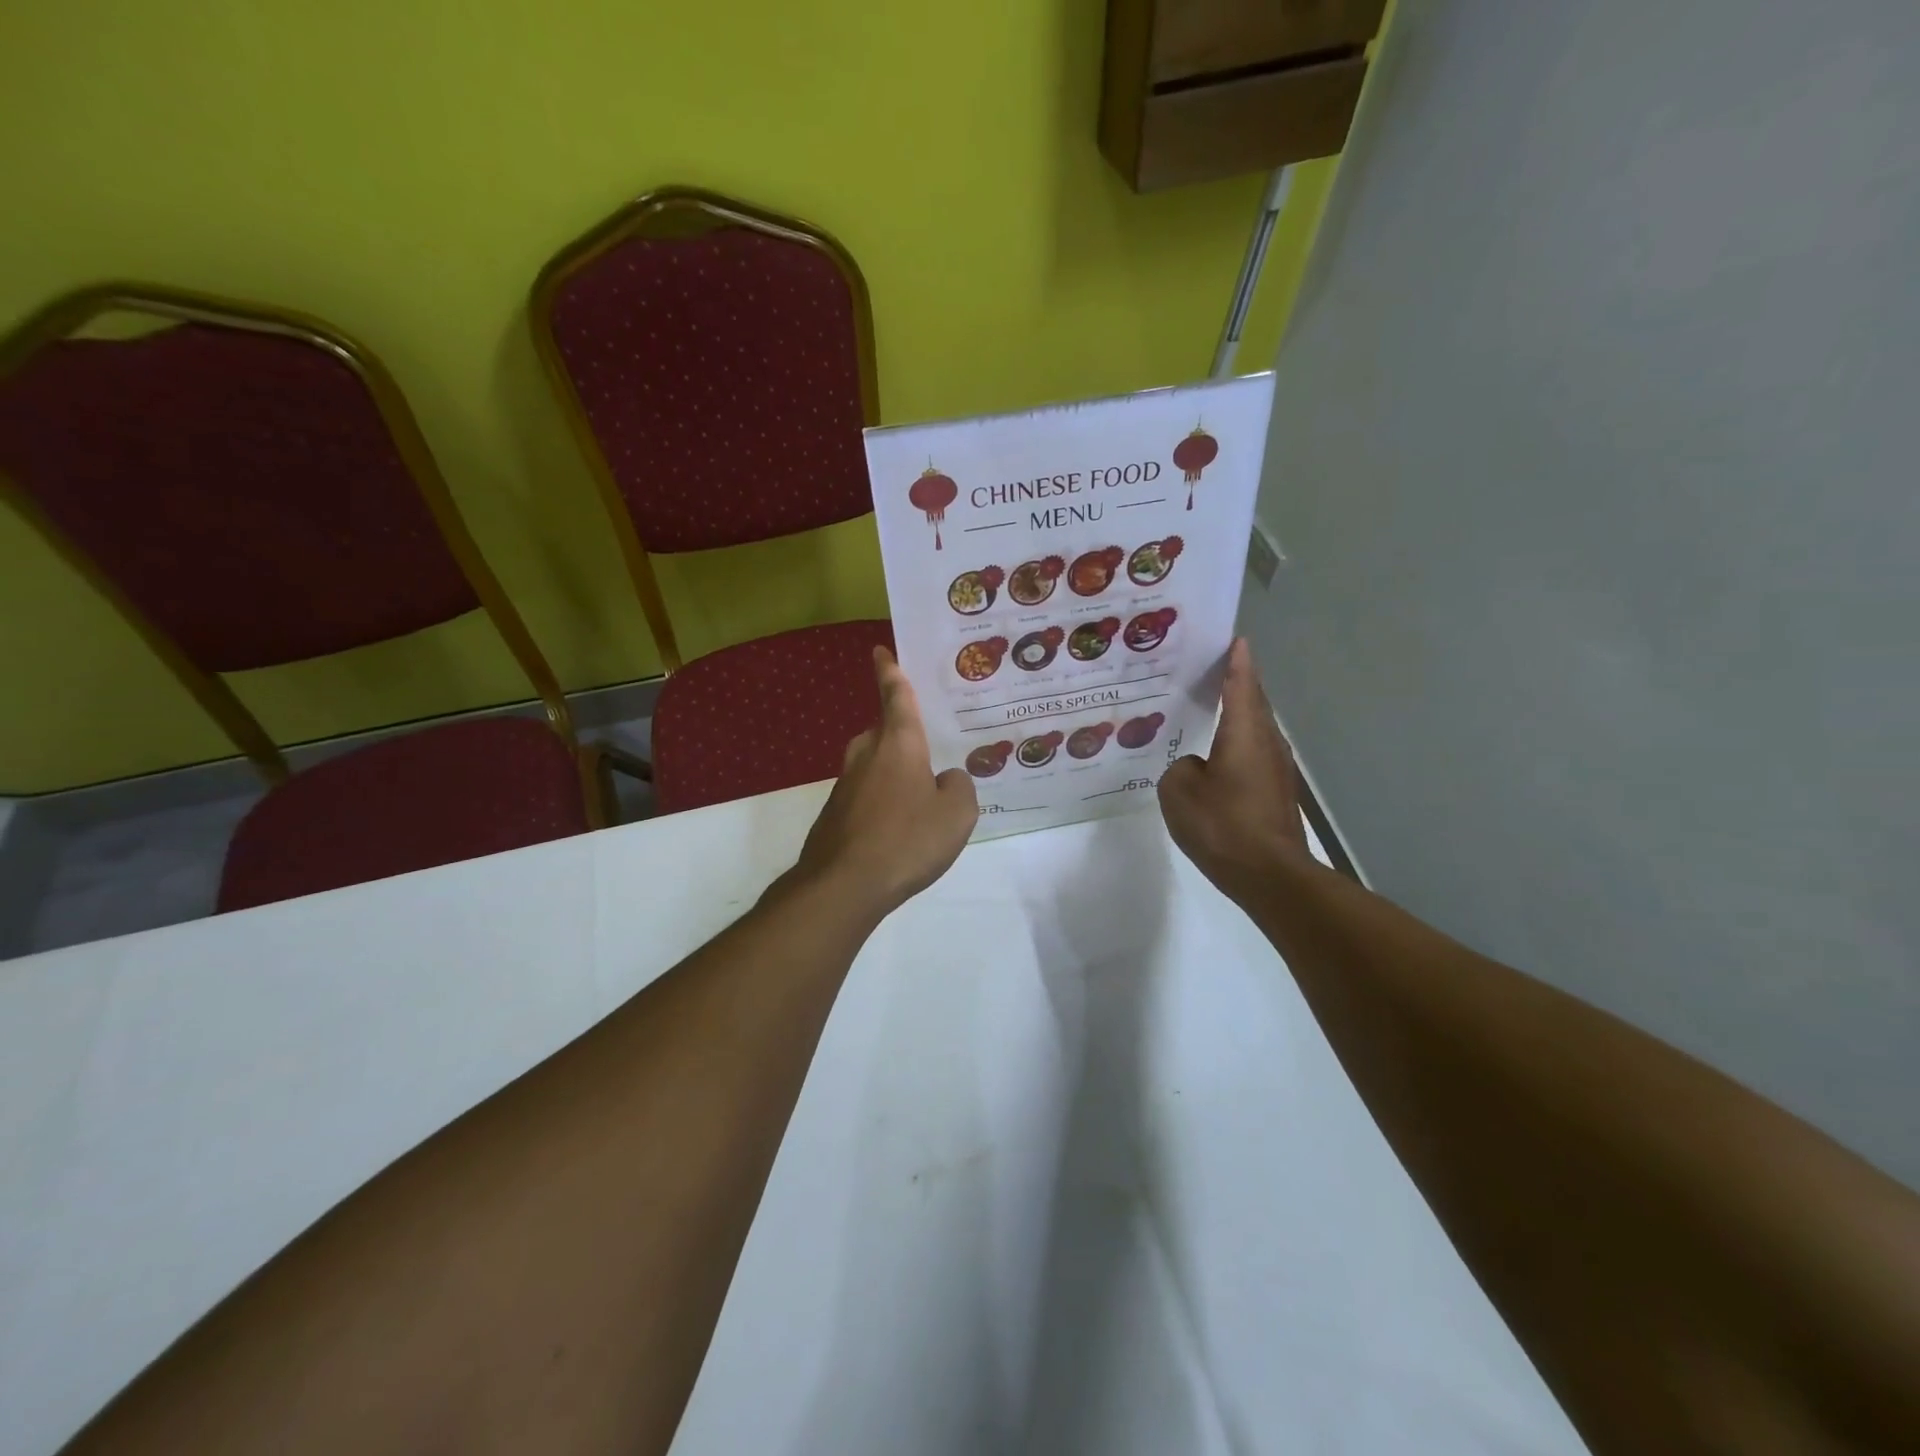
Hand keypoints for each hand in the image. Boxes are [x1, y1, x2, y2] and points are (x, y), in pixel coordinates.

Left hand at [791, 646, 977, 919]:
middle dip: (901, 735)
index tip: (879, 651)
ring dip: (893, 774)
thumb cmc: (907, 839)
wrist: (844, 885)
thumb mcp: (957, 813)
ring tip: (919, 798)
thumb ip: (959, 787)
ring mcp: (845, 785)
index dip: (890, 672)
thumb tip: (946, 779)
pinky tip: (898, 831)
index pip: (896, 696)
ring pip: (873, 766)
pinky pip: (865, 796)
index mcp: (898, 743)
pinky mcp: (835, 815)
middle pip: (883, 732)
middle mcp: (867, 755)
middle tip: (927, 749)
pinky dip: (881, 803)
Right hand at [1158, 639, 1309, 900]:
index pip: (1241, 684)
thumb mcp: (1179, 792)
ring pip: (1255, 730)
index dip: (1236, 661)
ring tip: (1207, 710)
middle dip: (1236, 683)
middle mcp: (1266, 742)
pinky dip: (1236, 745)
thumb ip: (1180, 769)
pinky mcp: (1276, 793)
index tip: (1234, 639)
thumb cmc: (1223, 825)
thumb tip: (1195, 768)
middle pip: (1253, 703)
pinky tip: (1215, 759)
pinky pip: (1253, 755)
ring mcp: (1276, 769)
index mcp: (1244, 732)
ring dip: (1236, 716)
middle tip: (1210, 670)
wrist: (1270, 876)